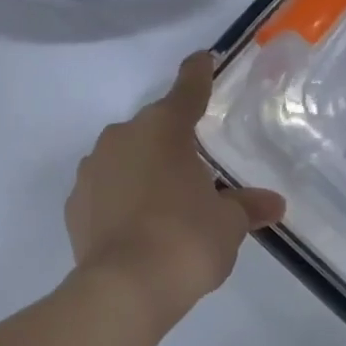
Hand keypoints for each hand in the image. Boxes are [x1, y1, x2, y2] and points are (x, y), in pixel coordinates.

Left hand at [66, 52, 285, 324]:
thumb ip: (246, 206)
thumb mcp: (228, 224)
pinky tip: (134, 226)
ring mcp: (91, 169)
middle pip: (152, 129)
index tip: (202, 59)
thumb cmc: (186, 240)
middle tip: (194, 174)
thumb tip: (271, 203)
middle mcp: (121, 138)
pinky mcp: (74, 202)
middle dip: (172, 144)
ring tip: (164, 207)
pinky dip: (119, 199)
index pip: (187, 91)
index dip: (197, 74)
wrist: (125, 286)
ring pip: (124, 159)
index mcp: (163, 129)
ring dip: (142, 172)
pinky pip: (104, 189)